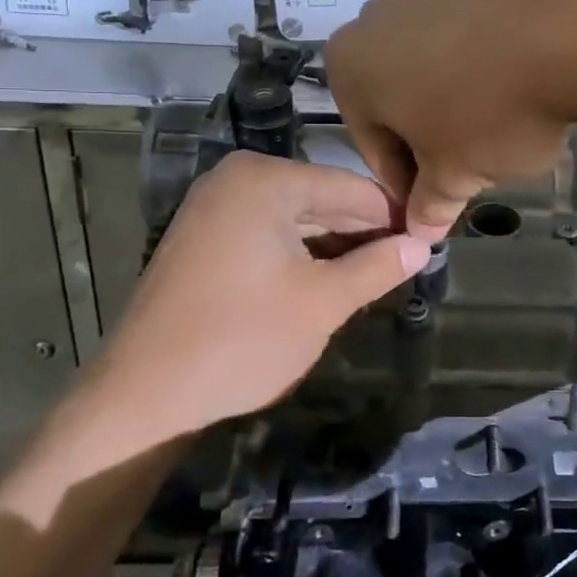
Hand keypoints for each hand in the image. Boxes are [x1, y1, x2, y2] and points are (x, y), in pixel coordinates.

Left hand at [91, 153, 431, 438]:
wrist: (143, 396)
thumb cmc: (242, 340)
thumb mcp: (323, 302)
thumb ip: (377, 267)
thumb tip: (423, 246)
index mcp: (265, 180)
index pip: (352, 188)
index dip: (394, 216)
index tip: (433, 237)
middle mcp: (236, 180)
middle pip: (323, 199)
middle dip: (366, 231)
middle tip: (413, 258)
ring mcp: (214, 209)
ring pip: (297, 219)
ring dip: (337, 246)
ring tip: (383, 271)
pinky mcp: (203, 240)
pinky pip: (269, 235)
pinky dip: (303, 255)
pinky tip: (335, 277)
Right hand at [328, 0, 576, 237]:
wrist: (567, 33)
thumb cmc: (488, 112)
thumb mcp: (454, 175)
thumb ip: (430, 205)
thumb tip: (421, 229)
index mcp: (349, 66)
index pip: (371, 146)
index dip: (405, 186)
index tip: (434, 209)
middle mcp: (375, 22)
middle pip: (397, 105)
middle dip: (429, 145)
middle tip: (468, 176)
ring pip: (431, 76)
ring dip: (455, 113)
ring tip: (498, 139)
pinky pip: (464, 48)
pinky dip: (480, 78)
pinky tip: (514, 99)